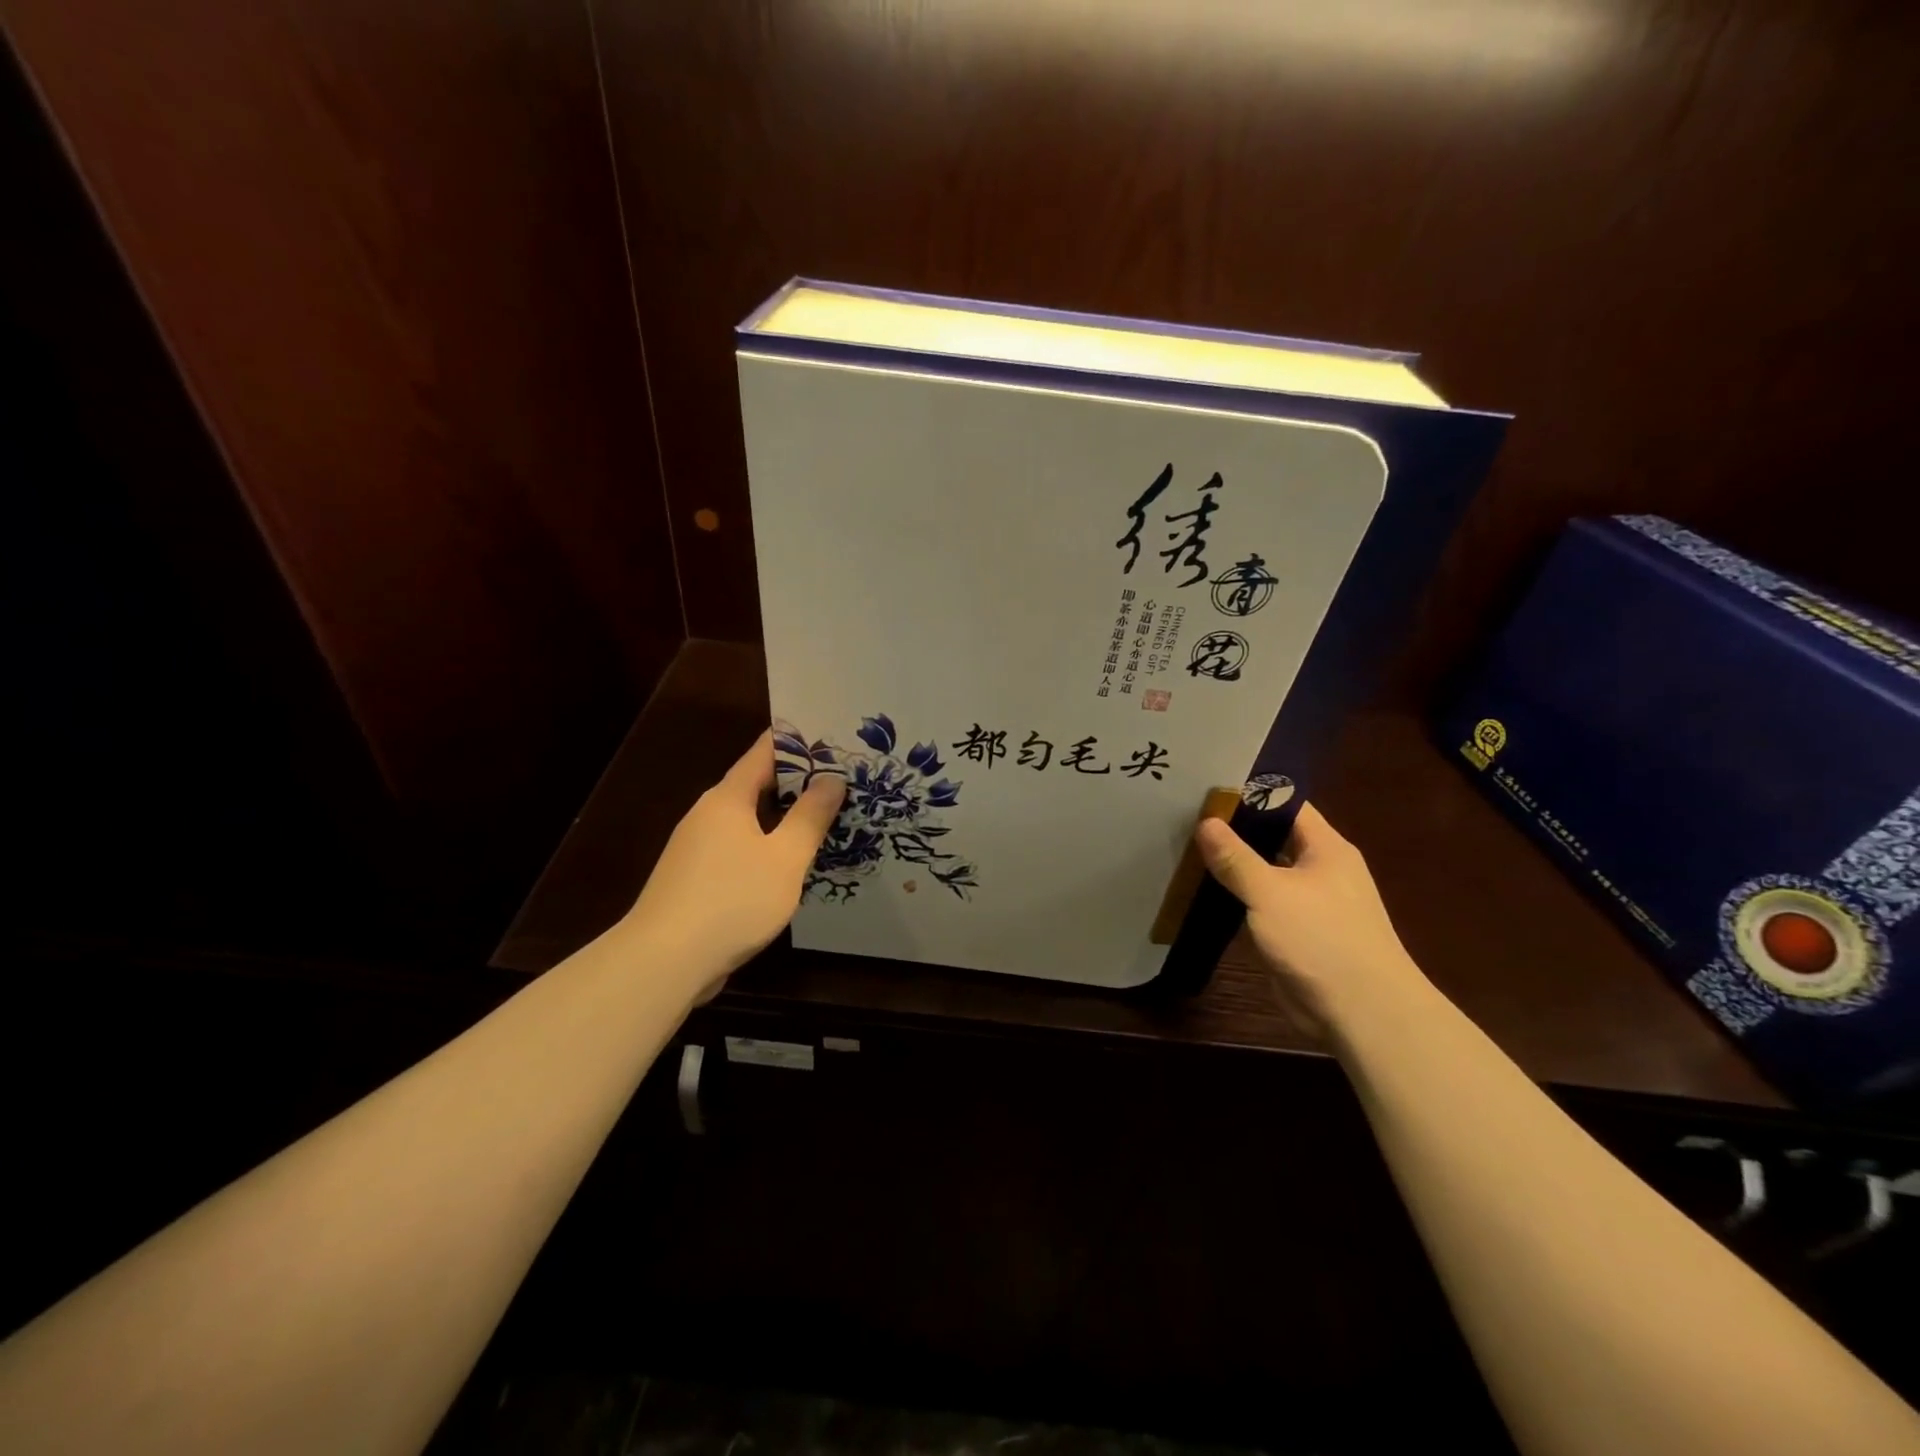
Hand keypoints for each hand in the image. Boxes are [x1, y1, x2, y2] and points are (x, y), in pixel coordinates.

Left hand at [624, 729, 845, 985]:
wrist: (665, 961)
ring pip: (748, 821)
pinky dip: (767, 847)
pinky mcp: (695, 879)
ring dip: (783, 818)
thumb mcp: (785, 857)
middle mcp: (708, 814)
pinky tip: (790, 865)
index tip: (830, 736)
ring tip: (824, 820)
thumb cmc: (732, 899)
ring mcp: (697, 848)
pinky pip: (739, 849)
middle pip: (756, 786)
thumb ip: (810, 817)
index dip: (796, 742)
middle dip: (797, 782)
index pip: (764, 753)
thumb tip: (831, 779)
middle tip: (841, 780)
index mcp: (728, 798)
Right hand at [1195, 803, 1425, 1030]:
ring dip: (1234, 866)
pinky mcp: (1297, 934)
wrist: (1363, 1014)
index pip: (1287, 805)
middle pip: (1273, 838)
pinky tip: (1204, 893)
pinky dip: (1238, 897)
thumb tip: (1206, 822)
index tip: (1208, 788)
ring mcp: (1310, 904)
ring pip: (1265, 873)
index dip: (1250, 794)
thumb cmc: (1322, 940)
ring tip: (1187, 850)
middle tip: (1187, 817)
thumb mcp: (1271, 892)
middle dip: (1235, 830)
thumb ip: (1236, 858)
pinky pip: (1262, 905)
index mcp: (1326, 848)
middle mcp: (1320, 870)